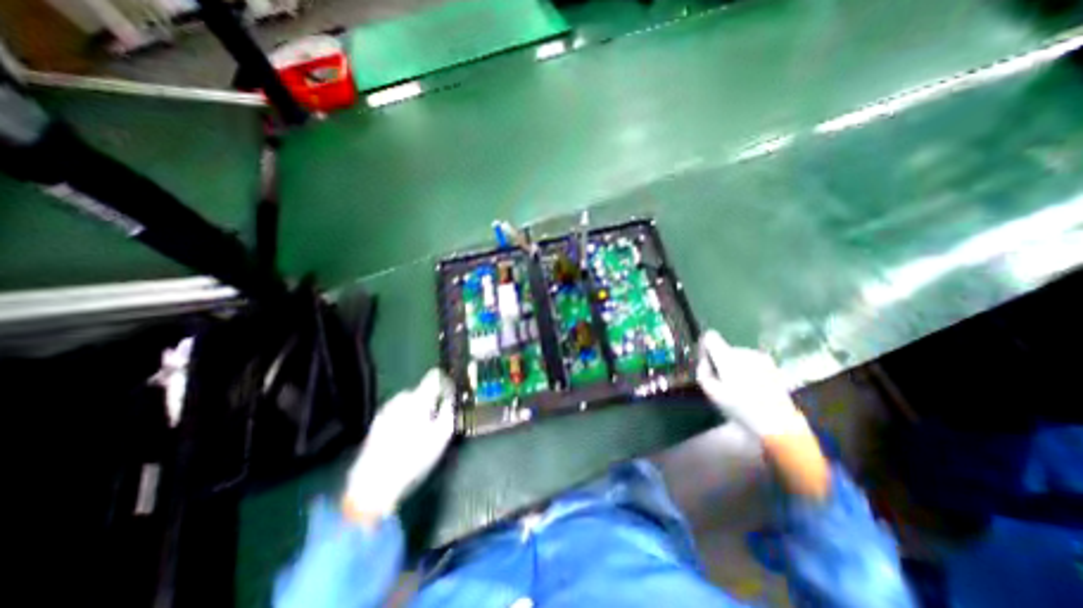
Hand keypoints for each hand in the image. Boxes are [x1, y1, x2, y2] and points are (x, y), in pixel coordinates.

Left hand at [343, 368, 453, 525]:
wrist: (373, 485)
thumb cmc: (414, 459)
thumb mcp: (441, 437)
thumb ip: (449, 412)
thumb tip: (452, 398)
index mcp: (417, 400)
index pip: (434, 378)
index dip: (445, 380)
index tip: (451, 388)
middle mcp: (399, 401)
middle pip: (420, 391)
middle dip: (430, 399)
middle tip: (437, 416)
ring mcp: (385, 412)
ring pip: (407, 403)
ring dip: (416, 409)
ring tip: (422, 429)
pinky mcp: (375, 425)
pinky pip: (396, 413)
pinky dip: (404, 418)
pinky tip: (406, 437)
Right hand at [693, 333, 831, 497]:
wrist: (783, 431)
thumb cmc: (743, 414)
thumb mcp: (713, 394)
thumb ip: (703, 372)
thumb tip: (703, 361)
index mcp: (730, 360)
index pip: (711, 338)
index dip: (704, 345)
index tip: (702, 355)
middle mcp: (747, 355)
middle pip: (724, 348)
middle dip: (719, 359)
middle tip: (719, 380)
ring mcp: (763, 361)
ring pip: (738, 355)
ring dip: (733, 366)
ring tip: (735, 387)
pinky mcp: (773, 370)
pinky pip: (751, 363)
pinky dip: (746, 371)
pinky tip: (749, 388)